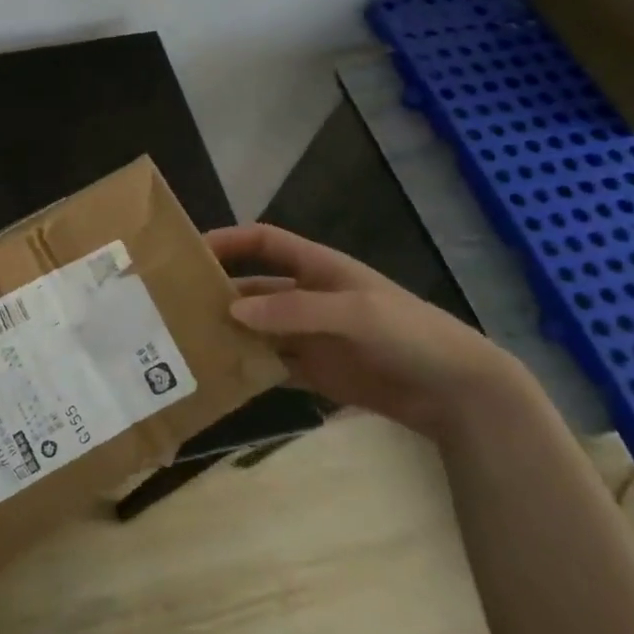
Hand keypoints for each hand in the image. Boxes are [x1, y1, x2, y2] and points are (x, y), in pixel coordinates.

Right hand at [206, 224, 522, 438]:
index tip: (189, 251)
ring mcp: (309, 336)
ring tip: (189, 343)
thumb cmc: (409, 334)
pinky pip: (271, 364)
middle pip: (251, 288)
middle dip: (217, 292)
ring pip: (256, 328)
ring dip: (228, 332)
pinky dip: (247, 367)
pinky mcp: (315, 371)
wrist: (458, 392)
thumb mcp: (354, 314)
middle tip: (176, 306)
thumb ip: (294, 312)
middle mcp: (306, 297)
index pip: (263, 242)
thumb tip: (232, 312)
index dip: (228, 240)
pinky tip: (221, 375)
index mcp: (317, 268)